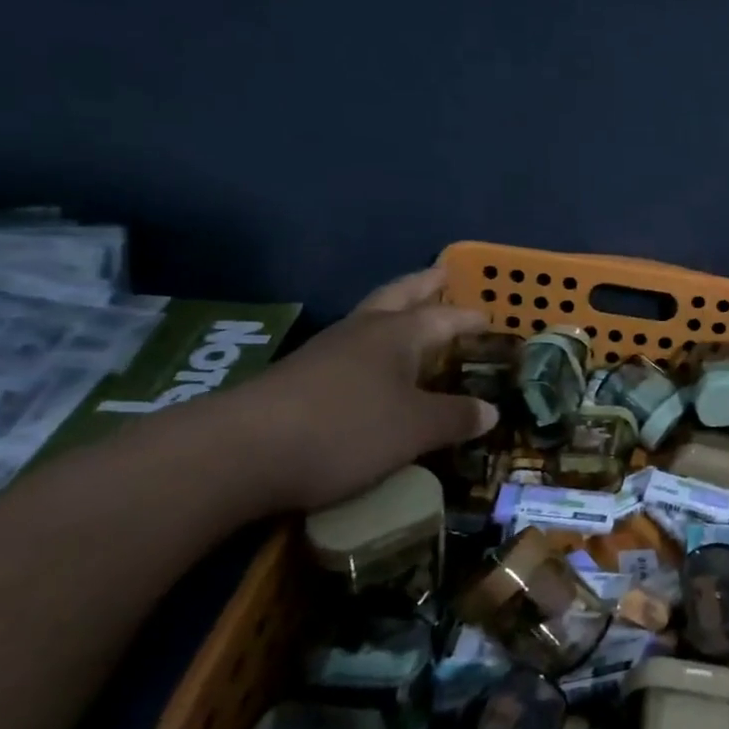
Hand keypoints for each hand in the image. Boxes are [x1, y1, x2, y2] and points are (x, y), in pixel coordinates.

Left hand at [223, 267, 498, 511]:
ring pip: (368, 319)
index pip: (444, 316)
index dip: (468, 318)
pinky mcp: (297, 378)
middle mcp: (362, 332)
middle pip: (398, 296)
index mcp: (398, 334)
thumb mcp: (416, 430)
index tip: (489, 319)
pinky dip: (370, 350)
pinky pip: (348, 351)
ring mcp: (324, 353)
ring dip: (394, 313)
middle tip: (442, 274)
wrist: (239, 453)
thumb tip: (490, 411)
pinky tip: (371, 370)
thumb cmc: (346, 430)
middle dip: (422, 285)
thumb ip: (456, 418)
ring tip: (412, 319)